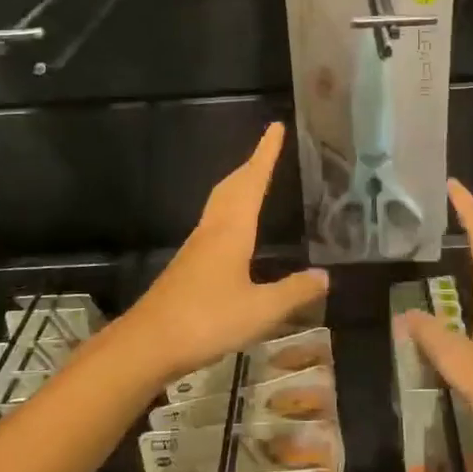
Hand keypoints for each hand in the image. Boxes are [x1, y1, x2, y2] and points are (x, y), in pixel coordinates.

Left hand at [122, 123, 328, 384]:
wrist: (148, 343)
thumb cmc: (206, 320)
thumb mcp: (260, 310)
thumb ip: (294, 291)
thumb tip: (325, 275)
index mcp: (232, 230)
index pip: (252, 181)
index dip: (265, 154)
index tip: (275, 128)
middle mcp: (212, 230)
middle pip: (232, 186)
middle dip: (251, 165)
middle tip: (269, 149)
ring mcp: (196, 248)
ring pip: (220, 203)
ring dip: (239, 185)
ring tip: (255, 180)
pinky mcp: (188, 265)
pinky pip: (215, 223)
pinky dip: (230, 210)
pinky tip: (236, 231)